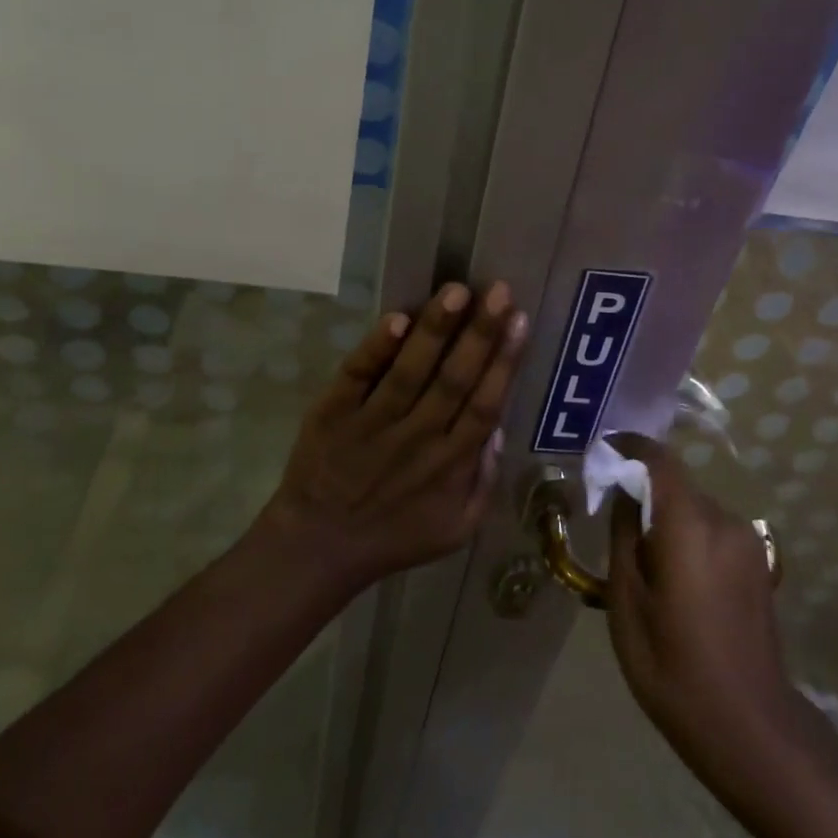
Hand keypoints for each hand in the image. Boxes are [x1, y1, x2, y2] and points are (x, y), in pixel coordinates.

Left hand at [258, 281, 528, 591]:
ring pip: (410, 370)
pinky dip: (376, 349)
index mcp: (450, 464)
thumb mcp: (457, 529)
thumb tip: (498, 428)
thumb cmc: (394, 536)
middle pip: (455, 379)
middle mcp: (417, 437)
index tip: (519, 319)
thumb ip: (484, 481)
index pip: (485, 404)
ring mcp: (372, 423)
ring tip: (456, 291)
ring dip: (434, 330)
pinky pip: (358, 376)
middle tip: (498, 290)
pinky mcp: (333, 412)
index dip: (504, 361)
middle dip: (480, 332)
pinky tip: (396, 320)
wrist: (317, 548)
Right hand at [605, 433, 801, 782]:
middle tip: (614, 525)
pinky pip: (713, 532)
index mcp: (690, 525)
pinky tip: (677, 582)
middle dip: (644, 494)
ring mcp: (748, 542)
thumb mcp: (627, 603)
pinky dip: (689, 538)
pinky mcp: (760, 563)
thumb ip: (623, 536)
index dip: (629, 447)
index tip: (602, 452)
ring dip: (667, 520)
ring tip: (646, 564)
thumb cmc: (674, 668)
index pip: (659, 459)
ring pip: (695, 510)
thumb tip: (622, 491)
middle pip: (676, 486)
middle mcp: (724, 521)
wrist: (752, 729)